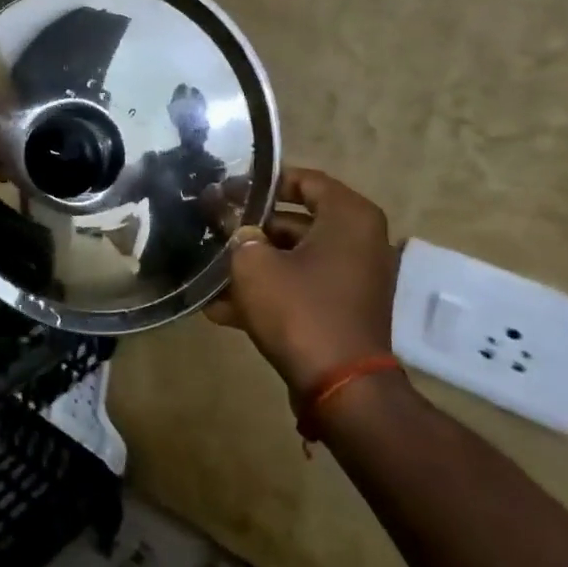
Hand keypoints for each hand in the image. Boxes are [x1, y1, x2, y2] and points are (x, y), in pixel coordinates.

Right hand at [205, 167, 398, 395]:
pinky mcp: (341, 310)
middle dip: (250, 228)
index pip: (304, 180)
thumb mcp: (254, 265)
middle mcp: (359, 242)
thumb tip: (229, 220)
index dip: (262, 182)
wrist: (340, 386)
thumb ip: (237, 234)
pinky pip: (300, 289)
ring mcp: (352, 279)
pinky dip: (268, 293)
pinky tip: (220, 308)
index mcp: (349, 217)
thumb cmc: (300, 310)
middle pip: (296, 222)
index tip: (228, 190)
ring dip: (253, 265)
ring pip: (294, 259)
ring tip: (208, 270)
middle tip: (211, 228)